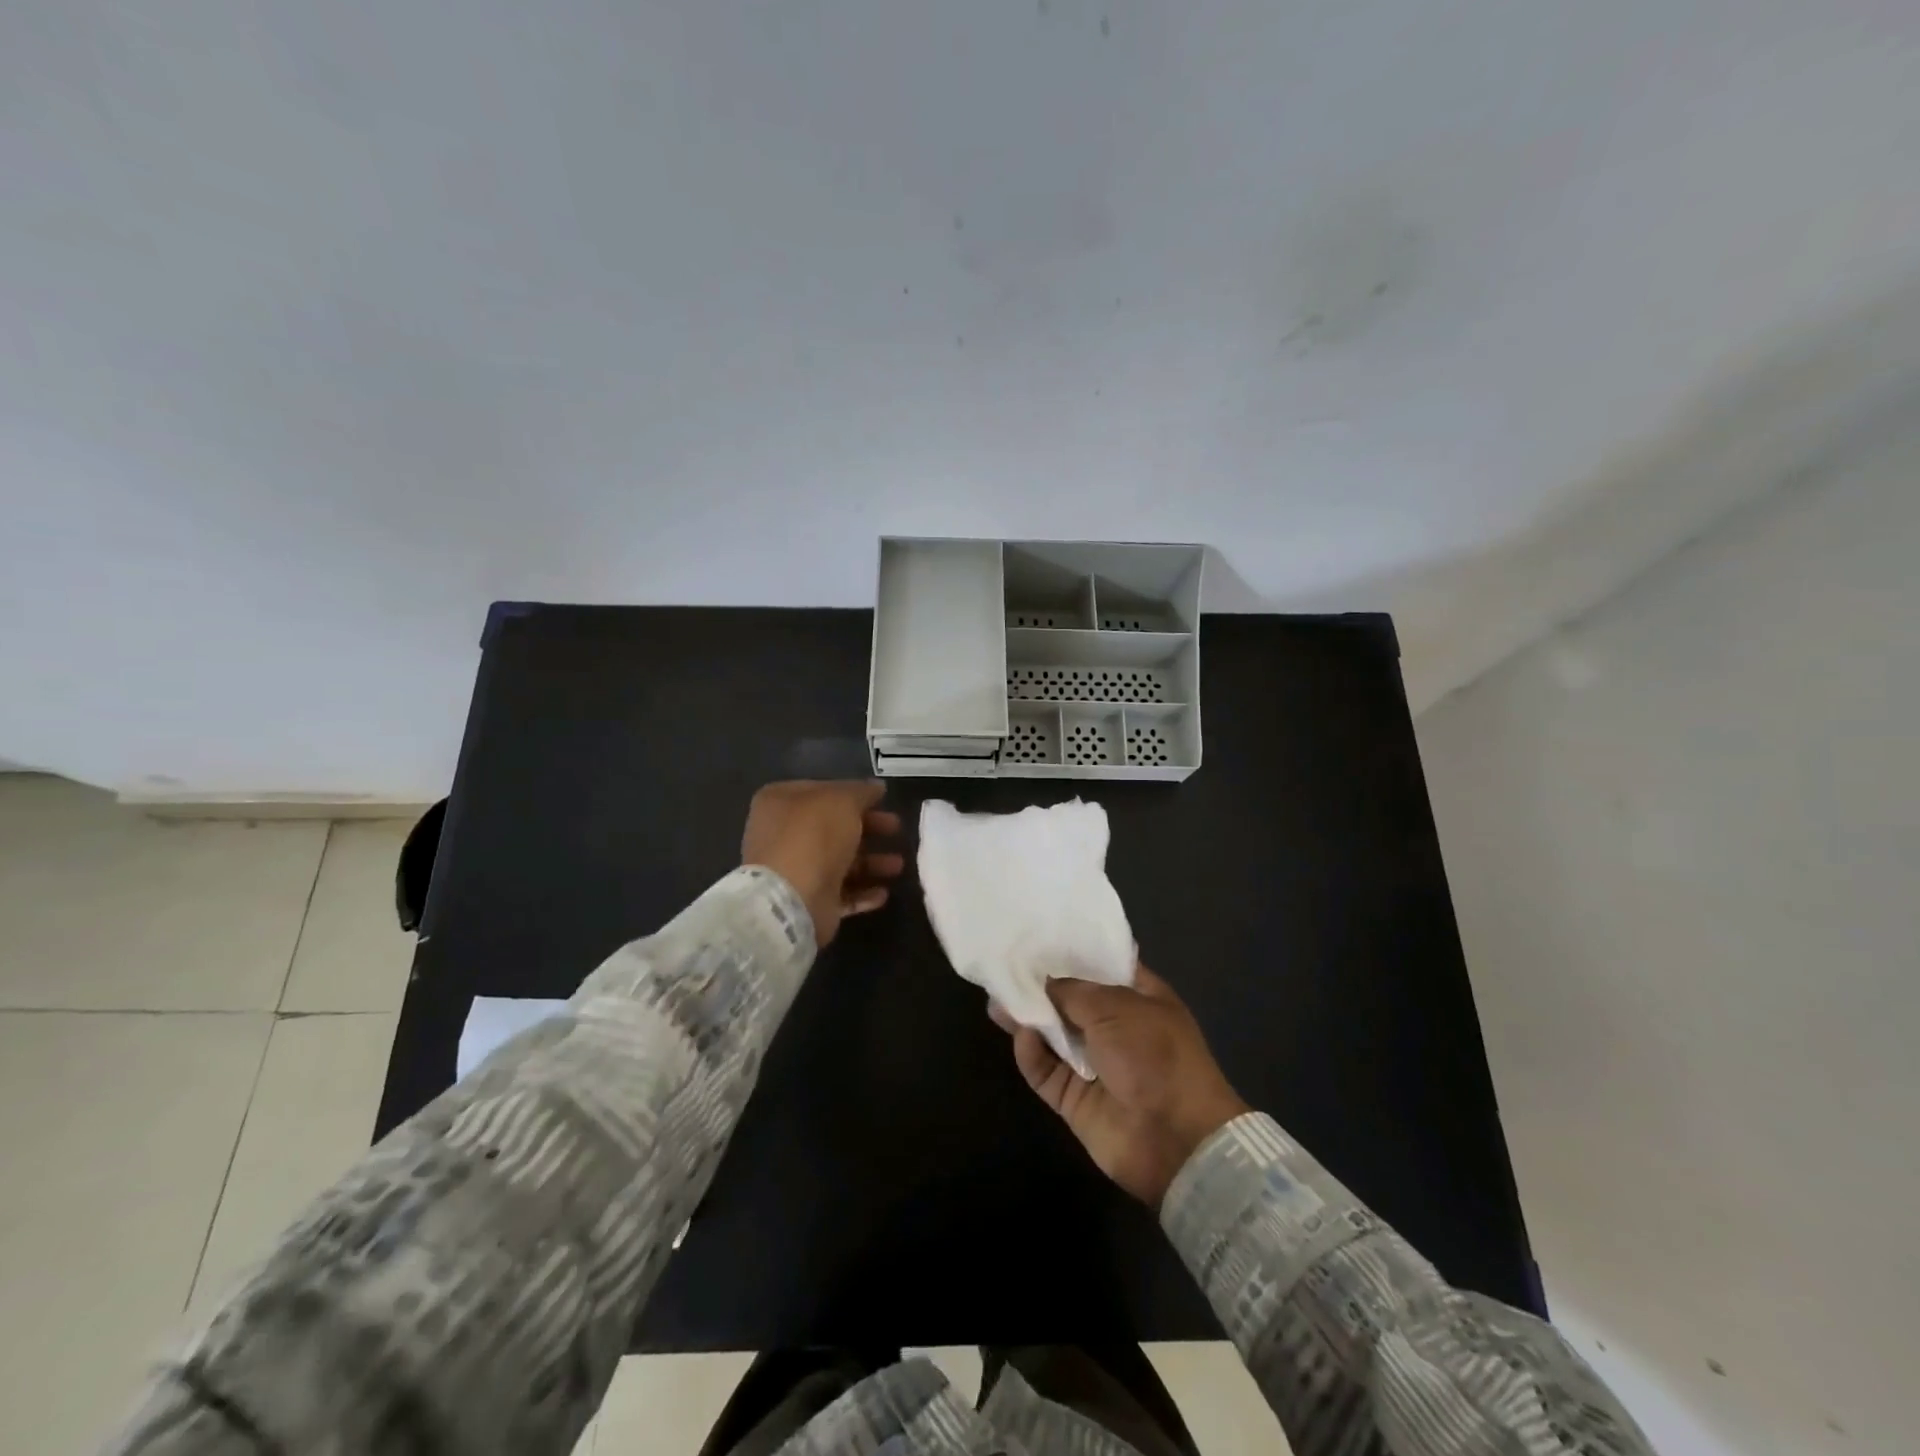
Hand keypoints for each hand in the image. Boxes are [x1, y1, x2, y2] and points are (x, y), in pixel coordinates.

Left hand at [741, 781, 903, 947]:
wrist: (790, 899)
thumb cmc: (813, 836)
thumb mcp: (842, 800)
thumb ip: (862, 792)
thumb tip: (876, 787)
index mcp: (781, 802)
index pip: (822, 791)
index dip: (853, 794)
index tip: (882, 800)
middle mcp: (783, 835)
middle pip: (833, 827)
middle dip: (869, 828)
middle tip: (896, 829)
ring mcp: (794, 871)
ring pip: (840, 862)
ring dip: (871, 863)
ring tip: (898, 865)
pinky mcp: (807, 902)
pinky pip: (840, 894)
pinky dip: (862, 892)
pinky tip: (883, 893)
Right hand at [990, 964, 1248, 1207]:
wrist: (1175, 1141)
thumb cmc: (1155, 1056)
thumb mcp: (1116, 1008)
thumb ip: (1073, 991)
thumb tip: (1043, 981)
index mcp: (1140, 998)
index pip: (1103, 966)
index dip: (1073, 952)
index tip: (1038, 937)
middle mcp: (1117, 1027)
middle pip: (1071, 1000)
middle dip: (1041, 986)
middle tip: (1005, 967)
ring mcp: (1095, 1064)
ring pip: (1053, 1035)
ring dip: (1028, 1019)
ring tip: (996, 1000)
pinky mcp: (1075, 1098)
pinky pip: (1046, 1071)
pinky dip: (1032, 1054)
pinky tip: (1021, 1036)